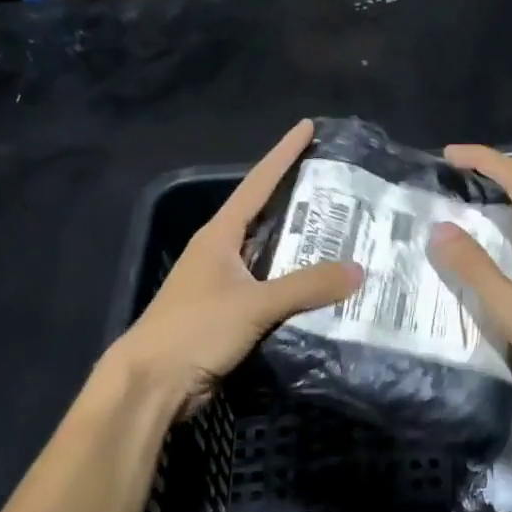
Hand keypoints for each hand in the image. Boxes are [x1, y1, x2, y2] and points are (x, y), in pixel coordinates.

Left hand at [109, 120, 362, 416]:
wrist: (151, 383)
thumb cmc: (195, 329)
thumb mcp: (254, 304)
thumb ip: (307, 286)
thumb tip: (359, 269)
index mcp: (219, 235)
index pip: (258, 183)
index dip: (283, 154)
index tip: (307, 128)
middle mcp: (221, 252)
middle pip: (267, 217)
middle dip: (301, 203)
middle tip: (343, 190)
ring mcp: (223, 284)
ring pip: (271, 257)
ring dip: (302, 250)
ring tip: (345, 237)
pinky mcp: (228, 314)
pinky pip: (271, 291)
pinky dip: (296, 287)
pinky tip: (324, 290)